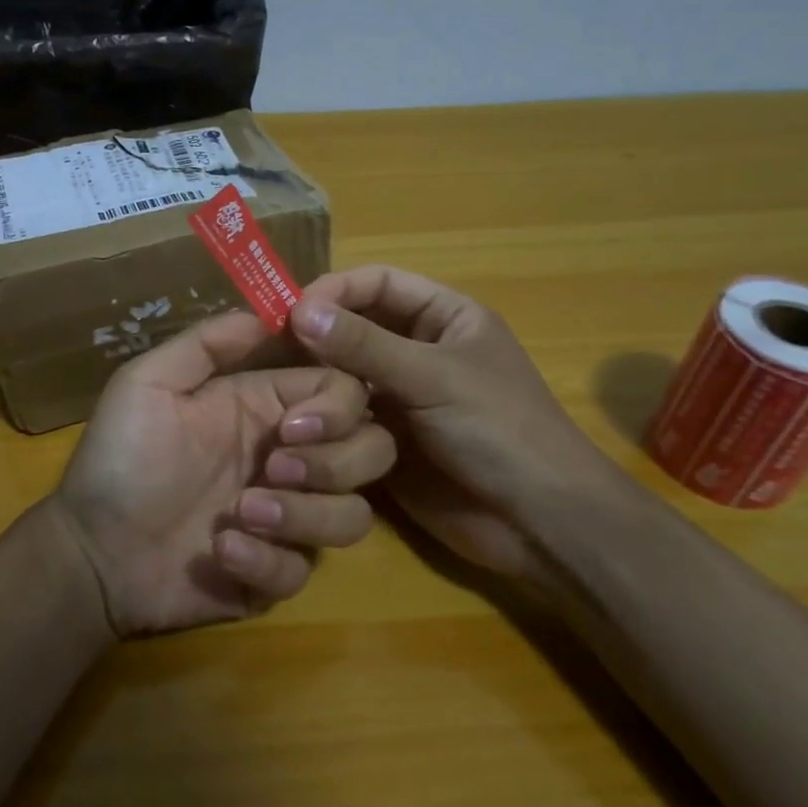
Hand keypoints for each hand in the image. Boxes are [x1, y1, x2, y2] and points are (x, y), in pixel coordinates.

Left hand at [51, 310, 396, 636]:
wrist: (90, 550)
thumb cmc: (119, 460)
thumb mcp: (148, 383)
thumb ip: (208, 343)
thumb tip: (274, 310)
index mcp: (266, 409)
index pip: (344, 392)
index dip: (336, 407)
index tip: (292, 426)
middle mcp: (288, 459)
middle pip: (371, 451)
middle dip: (333, 462)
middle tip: (273, 469)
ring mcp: (286, 519)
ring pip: (353, 516)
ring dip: (304, 515)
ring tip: (240, 514)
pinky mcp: (274, 573)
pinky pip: (304, 571)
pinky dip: (268, 563)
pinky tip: (220, 552)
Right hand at [289, 266, 620, 598]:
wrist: (536, 523)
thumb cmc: (499, 431)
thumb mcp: (433, 378)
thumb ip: (365, 345)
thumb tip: (299, 310)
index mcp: (444, 318)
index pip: (379, 284)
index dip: (335, 290)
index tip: (290, 311)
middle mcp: (418, 351)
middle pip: (356, 327)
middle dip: (318, 336)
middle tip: (271, 349)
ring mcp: (402, 397)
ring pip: (345, 375)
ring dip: (316, 380)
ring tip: (281, 389)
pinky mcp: (386, 440)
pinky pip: (345, 418)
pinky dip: (322, 419)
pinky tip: (294, 424)